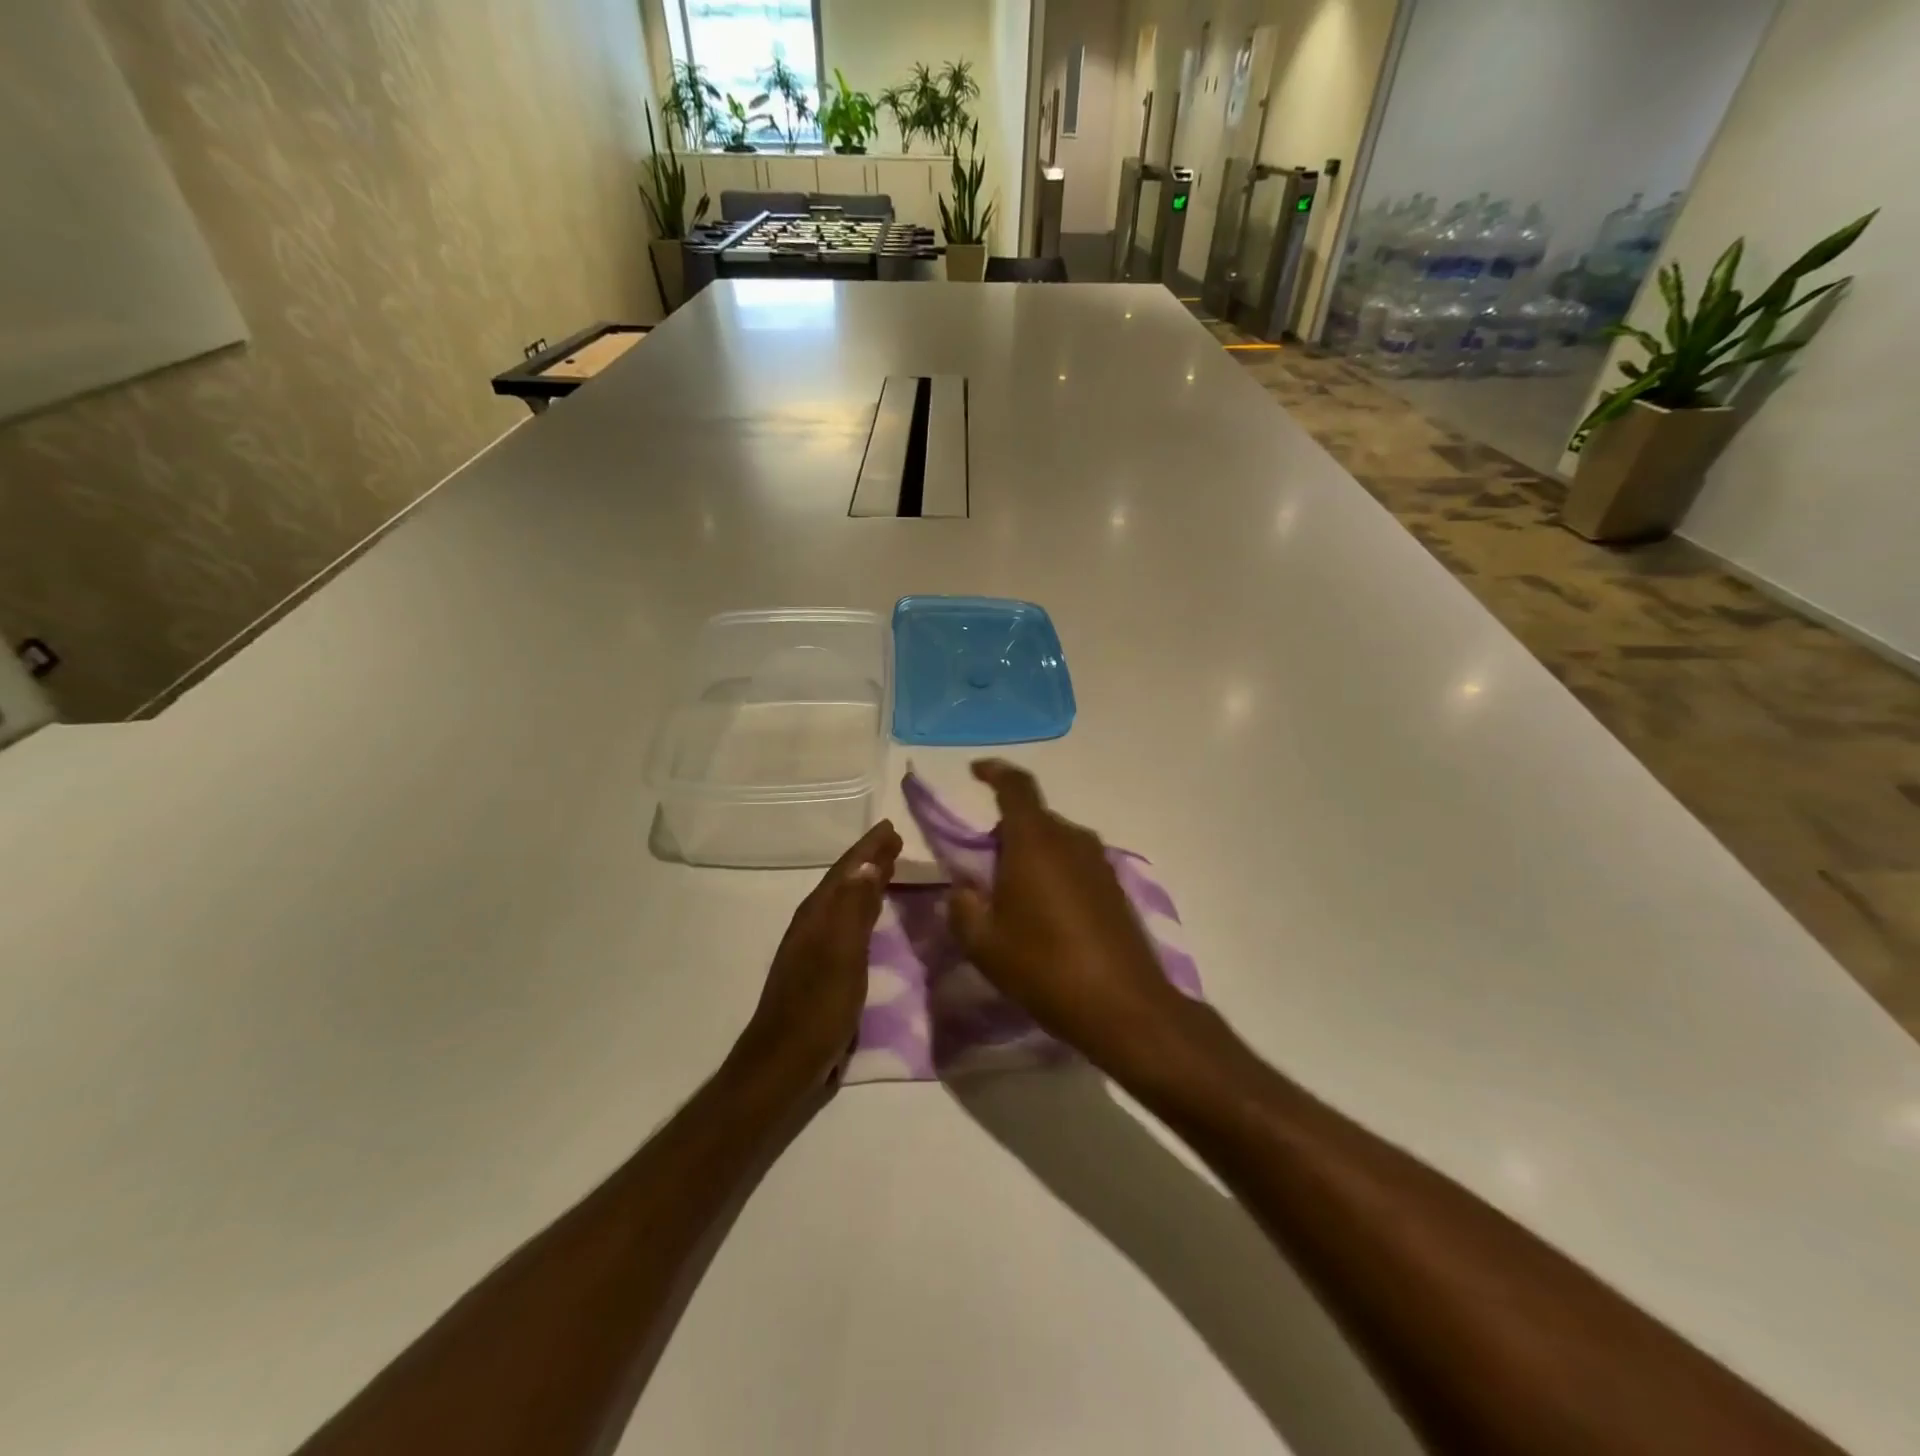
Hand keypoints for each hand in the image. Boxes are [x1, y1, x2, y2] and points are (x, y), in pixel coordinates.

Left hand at [735, 820, 901, 1088]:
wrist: (784, 1065)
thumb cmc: (817, 1008)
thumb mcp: (841, 955)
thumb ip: (853, 908)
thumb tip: (868, 864)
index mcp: (817, 916)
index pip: (846, 871)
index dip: (868, 849)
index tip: (891, 827)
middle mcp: (814, 925)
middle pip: (844, 883)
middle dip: (869, 861)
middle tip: (895, 842)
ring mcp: (815, 949)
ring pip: (845, 903)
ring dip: (866, 884)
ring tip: (890, 868)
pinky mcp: (823, 971)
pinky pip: (848, 925)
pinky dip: (863, 911)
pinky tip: (873, 917)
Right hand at [947, 761, 1192, 1070]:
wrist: (1123, 1006)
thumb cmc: (1044, 967)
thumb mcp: (983, 943)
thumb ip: (963, 906)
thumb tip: (965, 889)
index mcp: (1035, 841)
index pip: (1015, 786)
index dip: (994, 771)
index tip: (975, 771)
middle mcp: (1071, 839)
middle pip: (1033, 819)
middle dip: (1005, 834)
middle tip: (984, 872)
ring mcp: (1099, 862)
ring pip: (1055, 842)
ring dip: (1031, 856)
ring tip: (1015, 900)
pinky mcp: (1116, 887)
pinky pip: (1075, 864)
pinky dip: (1055, 874)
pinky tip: (1048, 917)